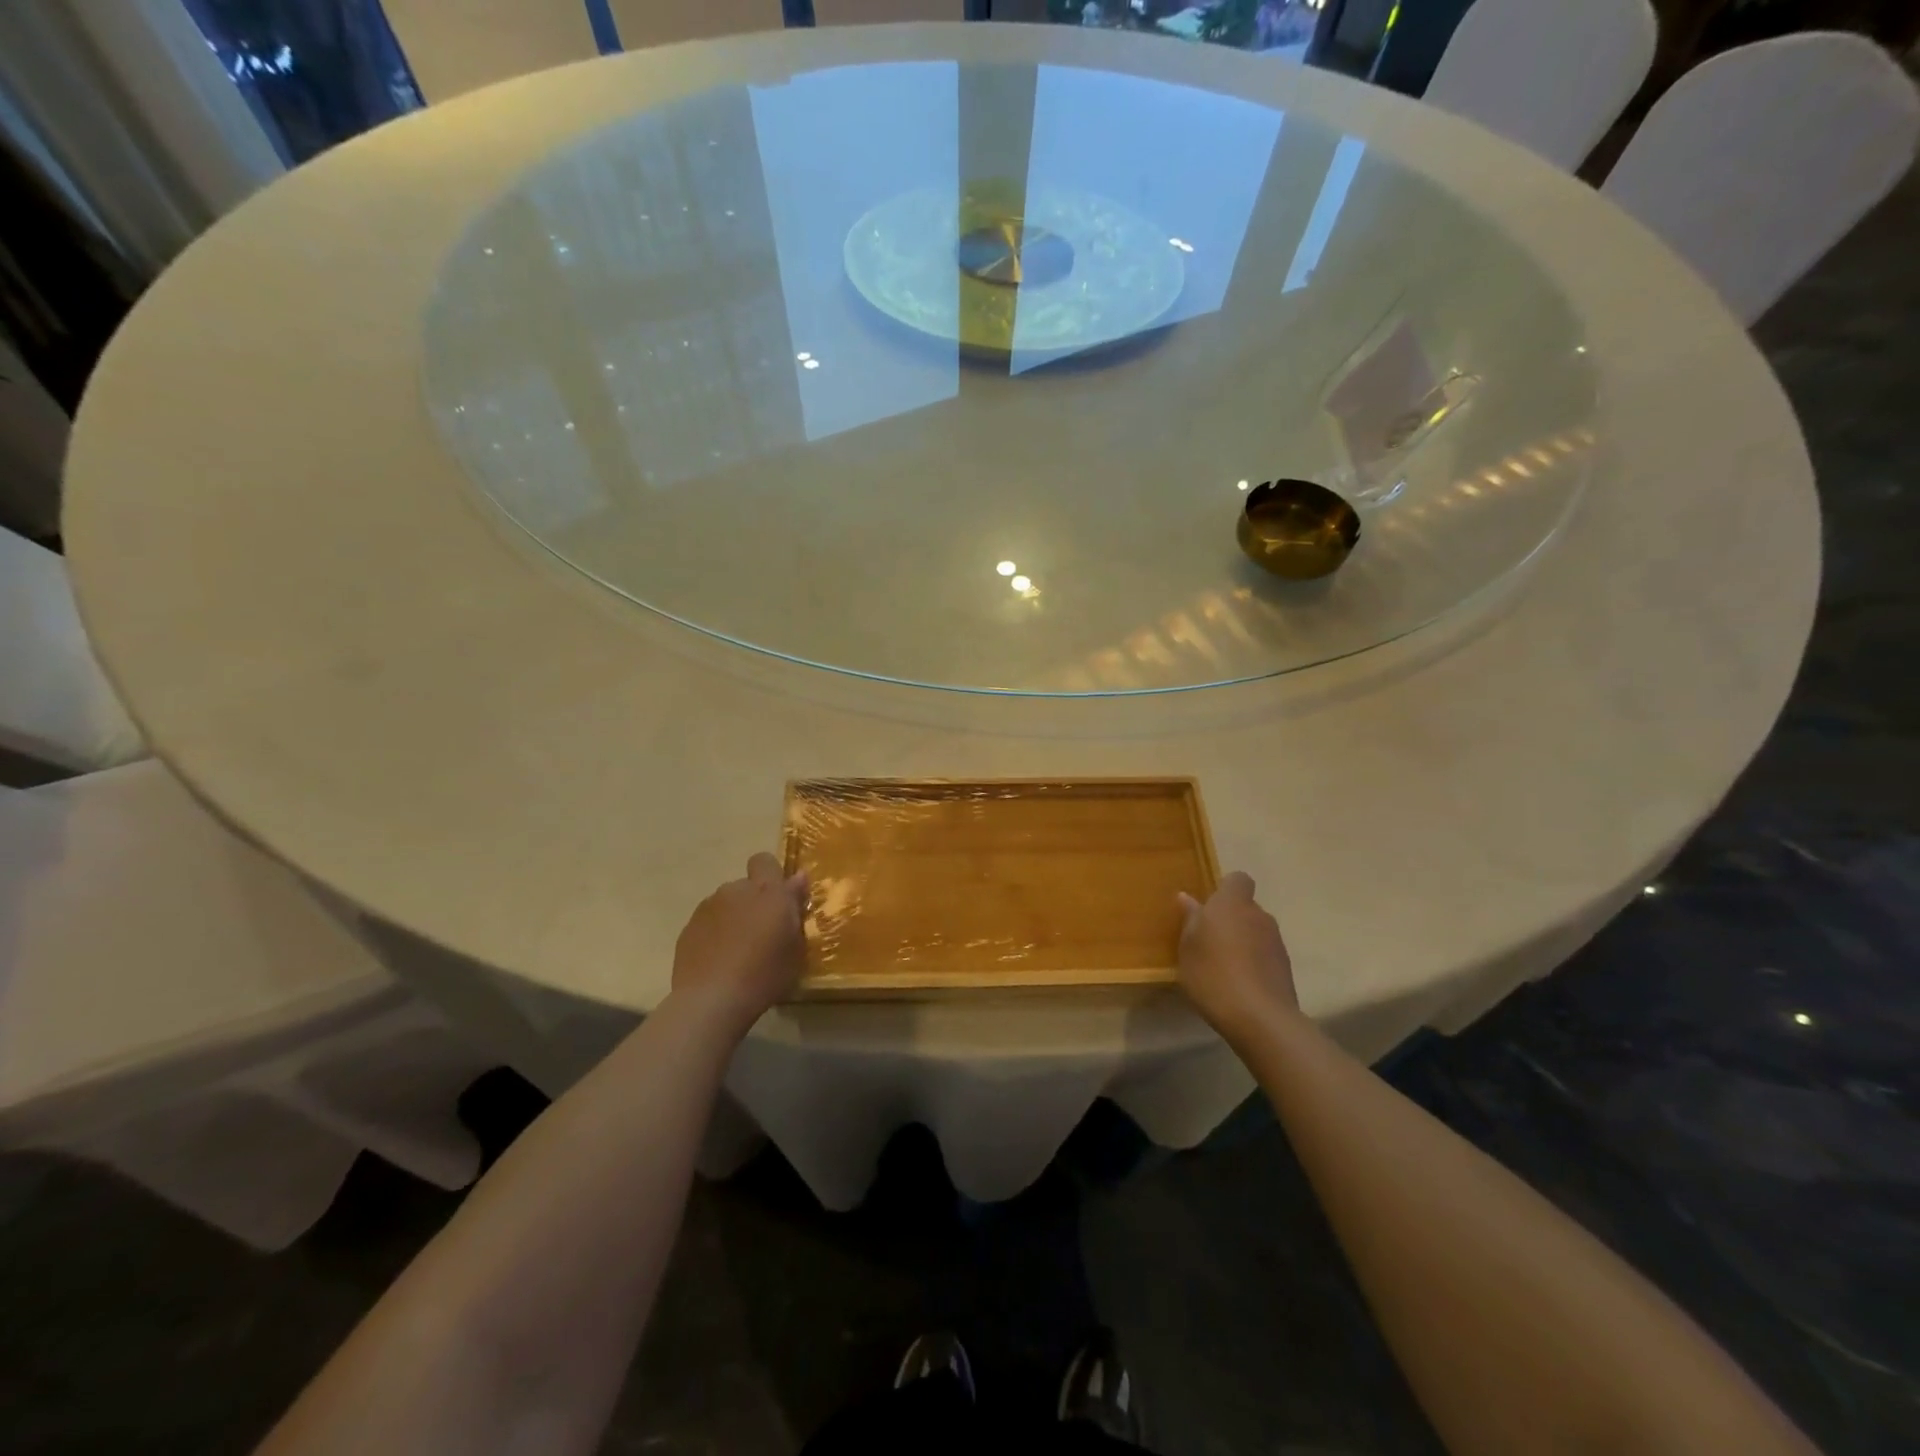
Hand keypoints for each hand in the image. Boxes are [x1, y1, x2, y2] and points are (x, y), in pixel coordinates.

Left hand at [671, 853, 809, 1035]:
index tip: (780, 900)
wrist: (712, 1000)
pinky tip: (719, 961)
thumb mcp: (796, 946)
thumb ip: (795, 908)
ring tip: (738, 951)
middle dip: (754, 902)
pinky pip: (709, 922)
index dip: (771, 875)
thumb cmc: (765, 973)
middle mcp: (735, 890)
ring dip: (734, 917)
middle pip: (746, 886)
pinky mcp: (688, 927)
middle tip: (762, 933)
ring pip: (726, 904)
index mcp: (767, 891)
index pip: (765, 861)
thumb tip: (798, 878)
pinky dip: (715, 934)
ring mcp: (708, 907)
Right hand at [1175, 871, 1298, 1040]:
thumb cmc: (1213, 974)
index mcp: (1232, 904)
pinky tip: (1238, 984)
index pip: (1238, 879)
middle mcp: (1259, 915)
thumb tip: (1187, 898)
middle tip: (1208, 941)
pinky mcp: (1286, 967)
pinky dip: (1253, 962)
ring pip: (1255, 931)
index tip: (1208, 907)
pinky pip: (1264, 954)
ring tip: (1222, 967)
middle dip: (1230, 919)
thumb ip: (1190, 920)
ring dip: (1242, 942)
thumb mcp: (1188, 948)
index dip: (1225, 889)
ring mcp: (1276, 941)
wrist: (1260, 1018)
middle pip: (1245, 907)